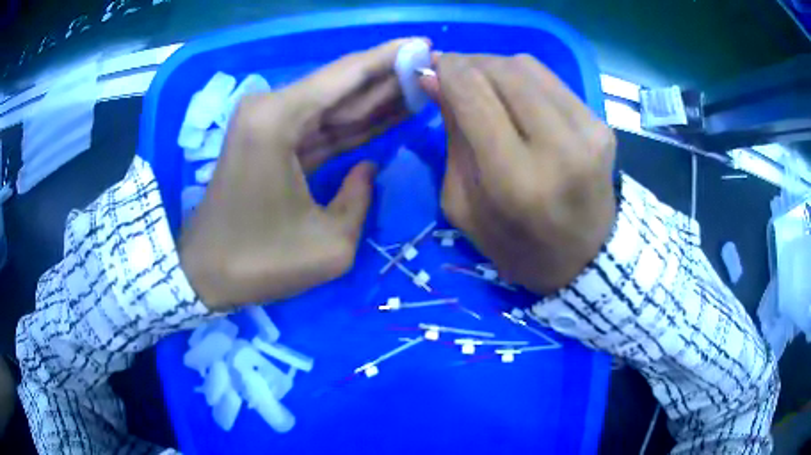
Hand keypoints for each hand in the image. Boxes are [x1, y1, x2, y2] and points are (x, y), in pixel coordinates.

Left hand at [180, 39, 423, 310]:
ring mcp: (269, 125)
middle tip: (432, 65)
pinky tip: (389, 113)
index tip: (425, 44)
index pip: (346, 75)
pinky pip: (321, 127)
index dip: (390, 58)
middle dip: (389, 76)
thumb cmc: (259, 262)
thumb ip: (360, 197)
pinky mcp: (271, 143)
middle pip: (341, 85)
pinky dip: (353, 123)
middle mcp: (271, 110)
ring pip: (334, 105)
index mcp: (278, 120)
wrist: (205, 274)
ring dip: (376, 98)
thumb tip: (367, 167)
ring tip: (421, 84)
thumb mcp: (329, 244)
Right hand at [420, 54, 616, 294]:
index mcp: (516, 181)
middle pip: (502, 71)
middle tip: (452, 74)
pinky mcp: (602, 124)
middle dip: (468, 63)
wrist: (586, 258)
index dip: (446, 71)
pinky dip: (523, 79)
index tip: (431, 68)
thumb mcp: (464, 206)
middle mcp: (558, 148)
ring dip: (494, 66)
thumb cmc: (517, 246)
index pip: (473, 95)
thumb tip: (435, 78)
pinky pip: (551, 80)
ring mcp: (588, 132)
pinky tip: (515, 96)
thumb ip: (451, 137)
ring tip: (482, 84)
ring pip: (527, 66)